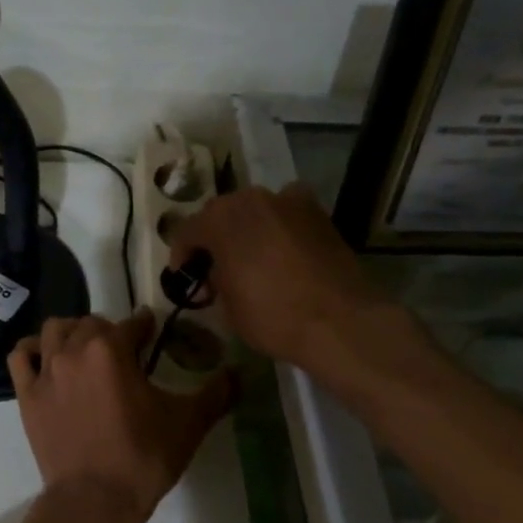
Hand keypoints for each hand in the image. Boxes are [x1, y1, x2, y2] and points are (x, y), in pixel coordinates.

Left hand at [8, 310, 235, 522]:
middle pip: (92, 323)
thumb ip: (216, 392)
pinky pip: (21, 355)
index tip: (153, 333)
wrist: (94, 501)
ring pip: (54, 330)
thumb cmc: (143, 458)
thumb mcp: (188, 423)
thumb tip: (239, 372)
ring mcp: (46, 370)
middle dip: (110, 331)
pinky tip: (46, 359)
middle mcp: (74, 349)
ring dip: (72, 333)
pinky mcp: (26, 393)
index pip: (133, 323)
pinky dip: (33, 350)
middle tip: (124, 353)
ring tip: (85, 352)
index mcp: (111, 349)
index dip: (147, 327)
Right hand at [168, 183, 414, 386]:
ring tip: (251, 258)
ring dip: (247, 229)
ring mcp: (288, 201)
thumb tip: (217, 272)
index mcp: (220, 219)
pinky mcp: (318, 213)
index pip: (187, 231)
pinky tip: (283, 249)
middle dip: (214, 239)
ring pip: (255, 210)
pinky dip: (280, 225)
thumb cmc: (272, 315)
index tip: (186, 279)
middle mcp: (251, 199)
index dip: (182, 256)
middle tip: (215, 269)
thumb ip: (214, 279)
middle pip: (221, 214)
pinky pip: (288, 213)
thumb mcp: (226, 306)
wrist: (340, 322)